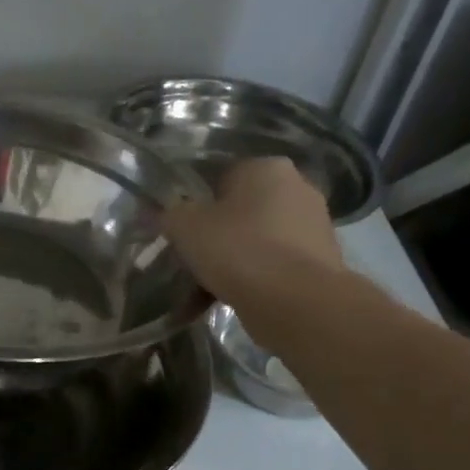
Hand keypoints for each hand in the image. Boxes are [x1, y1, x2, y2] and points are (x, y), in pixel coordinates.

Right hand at [163, 158, 343, 307]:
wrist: (296, 302)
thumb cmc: (238, 250)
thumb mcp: (185, 227)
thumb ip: (166, 214)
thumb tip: (150, 211)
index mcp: (266, 167)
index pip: (220, 176)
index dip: (194, 203)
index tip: (179, 231)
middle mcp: (297, 187)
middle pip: (239, 210)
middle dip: (213, 235)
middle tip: (189, 260)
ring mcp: (313, 225)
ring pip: (254, 240)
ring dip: (230, 261)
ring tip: (202, 289)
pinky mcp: (319, 261)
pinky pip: (271, 265)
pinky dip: (250, 280)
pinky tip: (226, 300)